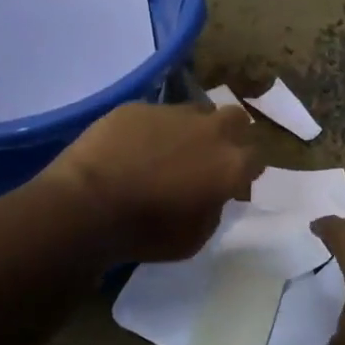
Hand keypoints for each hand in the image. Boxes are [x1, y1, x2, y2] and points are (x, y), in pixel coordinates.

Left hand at [51, 102, 260, 262]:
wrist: (88, 204)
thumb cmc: (146, 231)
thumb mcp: (195, 238)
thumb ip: (214, 208)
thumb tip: (212, 193)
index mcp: (230, 164)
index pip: (256, 158)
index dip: (246, 171)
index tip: (234, 183)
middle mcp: (209, 130)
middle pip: (236, 118)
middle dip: (230, 133)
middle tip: (210, 155)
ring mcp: (172, 112)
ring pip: (195, 111)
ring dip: (191, 128)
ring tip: (169, 150)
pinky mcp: (138, 106)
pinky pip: (155, 114)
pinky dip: (152, 129)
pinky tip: (132, 148)